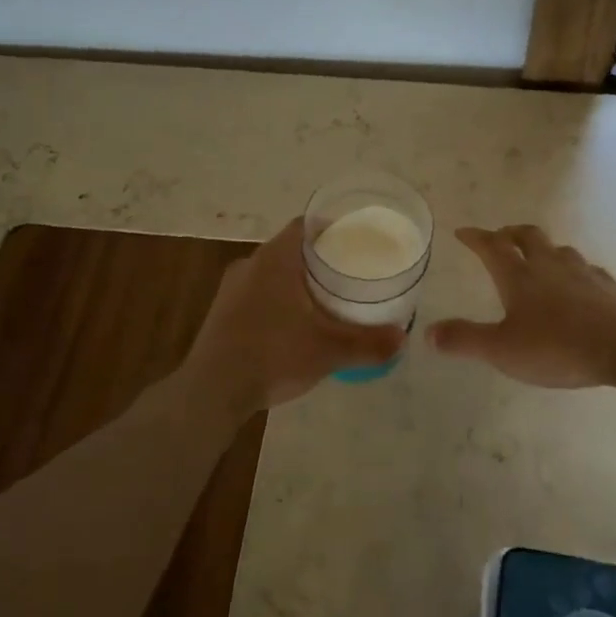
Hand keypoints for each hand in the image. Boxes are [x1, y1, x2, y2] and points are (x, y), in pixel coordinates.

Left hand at [183, 219, 406, 411]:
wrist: (212, 391)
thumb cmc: (273, 355)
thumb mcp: (328, 351)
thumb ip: (368, 343)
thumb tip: (403, 339)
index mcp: (275, 259)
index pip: (305, 225)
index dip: (331, 228)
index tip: (354, 240)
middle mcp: (250, 264)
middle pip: (290, 249)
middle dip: (318, 259)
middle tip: (348, 273)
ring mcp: (231, 289)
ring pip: (271, 273)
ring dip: (295, 282)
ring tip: (325, 300)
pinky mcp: (221, 312)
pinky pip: (257, 294)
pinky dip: (278, 301)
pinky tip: (293, 325)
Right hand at [430, 225, 615, 388]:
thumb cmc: (560, 346)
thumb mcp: (503, 350)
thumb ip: (465, 340)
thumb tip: (429, 333)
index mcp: (520, 276)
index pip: (492, 247)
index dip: (475, 237)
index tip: (463, 232)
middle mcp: (550, 265)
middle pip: (527, 237)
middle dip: (509, 234)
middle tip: (499, 237)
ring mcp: (583, 272)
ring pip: (557, 249)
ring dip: (542, 248)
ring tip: (536, 257)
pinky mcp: (609, 286)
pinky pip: (585, 269)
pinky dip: (571, 270)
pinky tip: (577, 284)